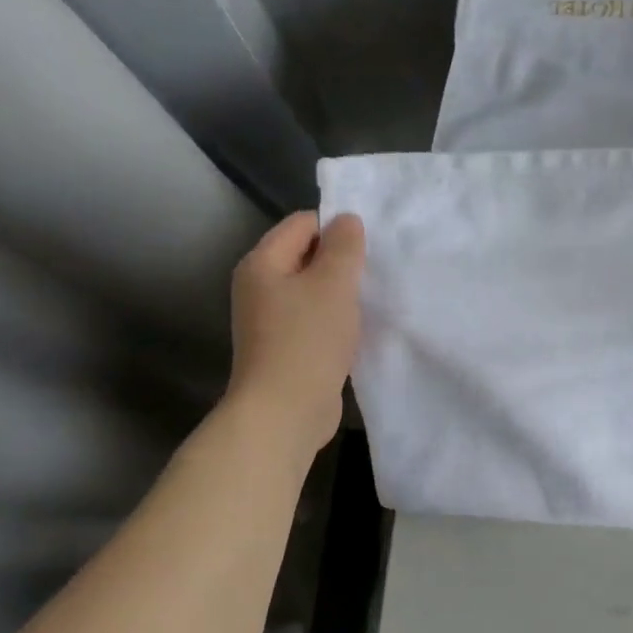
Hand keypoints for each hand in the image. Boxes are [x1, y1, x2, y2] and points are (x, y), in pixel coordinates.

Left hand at [225, 211, 364, 455]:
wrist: (285, 411)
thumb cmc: (308, 340)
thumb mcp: (333, 284)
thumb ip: (343, 246)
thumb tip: (346, 220)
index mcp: (262, 263)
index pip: (302, 223)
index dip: (336, 228)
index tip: (368, 247)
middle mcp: (259, 287)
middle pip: (306, 256)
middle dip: (341, 261)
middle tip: (374, 273)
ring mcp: (269, 320)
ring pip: (312, 290)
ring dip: (340, 293)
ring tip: (369, 301)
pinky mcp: (285, 347)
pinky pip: (313, 319)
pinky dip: (335, 320)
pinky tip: (356, 329)